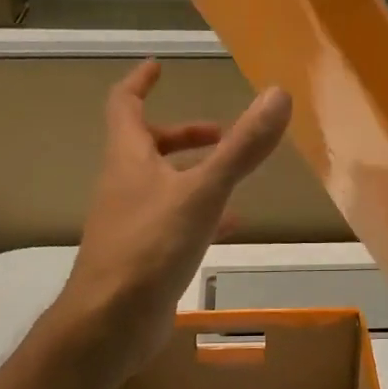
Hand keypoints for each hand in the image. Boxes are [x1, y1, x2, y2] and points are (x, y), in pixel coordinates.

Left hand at [56, 60, 290, 374]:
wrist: (110, 322)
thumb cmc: (150, 248)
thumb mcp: (202, 193)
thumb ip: (240, 148)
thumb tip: (278, 95)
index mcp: (128, 160)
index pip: (124, 105)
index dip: (140, 82)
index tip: (159, 66)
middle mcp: (124, 186)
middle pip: (147, 146)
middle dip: (183, 135)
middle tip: (221, 134)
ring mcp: (131, 223)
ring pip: (164, 186)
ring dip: (196, 175)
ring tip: (235, 178)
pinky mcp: (143, 256)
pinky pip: (174, 223)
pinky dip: (202, 216)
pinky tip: (230, 228)